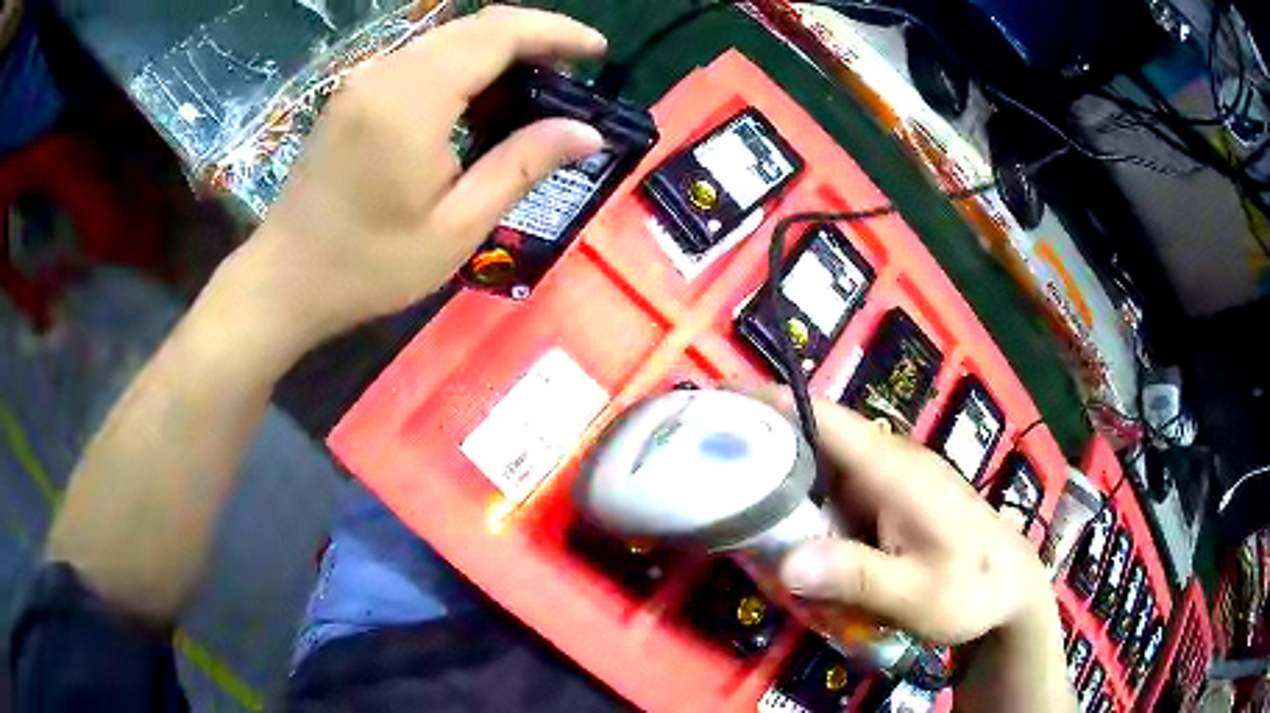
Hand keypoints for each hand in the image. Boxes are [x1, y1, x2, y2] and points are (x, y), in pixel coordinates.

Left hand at [215, 6, 606, 358]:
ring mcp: (365, 78)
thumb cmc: (368, 266)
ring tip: (536, 87)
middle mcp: (386, 72)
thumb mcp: (455, 228)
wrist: (285, 279)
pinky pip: (421, 58)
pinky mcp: (355, 92)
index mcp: (411, 100)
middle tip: (572, 74)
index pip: (498, 33)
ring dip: (498, 51)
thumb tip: (586, 133)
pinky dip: (463, 65)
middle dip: (533, 38)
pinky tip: (480, 99)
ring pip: (448, 39)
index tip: (598, 52)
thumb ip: (521, 166)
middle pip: (474, 26)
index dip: (555, 32)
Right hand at [749, 387, 1072, 709]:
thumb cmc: (972, 587)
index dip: (771, 400)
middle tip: (703, 461)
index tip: (717, 396)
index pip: (825, 418)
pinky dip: (806, 501)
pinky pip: (839, 491)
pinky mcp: (893, 500)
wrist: (1013, 589)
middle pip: (816, 437)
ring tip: (730, 498)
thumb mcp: (917, 593)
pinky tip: (787, 532)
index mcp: (894, 470)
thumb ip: (857, 575)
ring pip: (825, 466)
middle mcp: (889, 462)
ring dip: (781, 476)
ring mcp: (891, 480)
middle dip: (761, 441)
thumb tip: (786, 563)